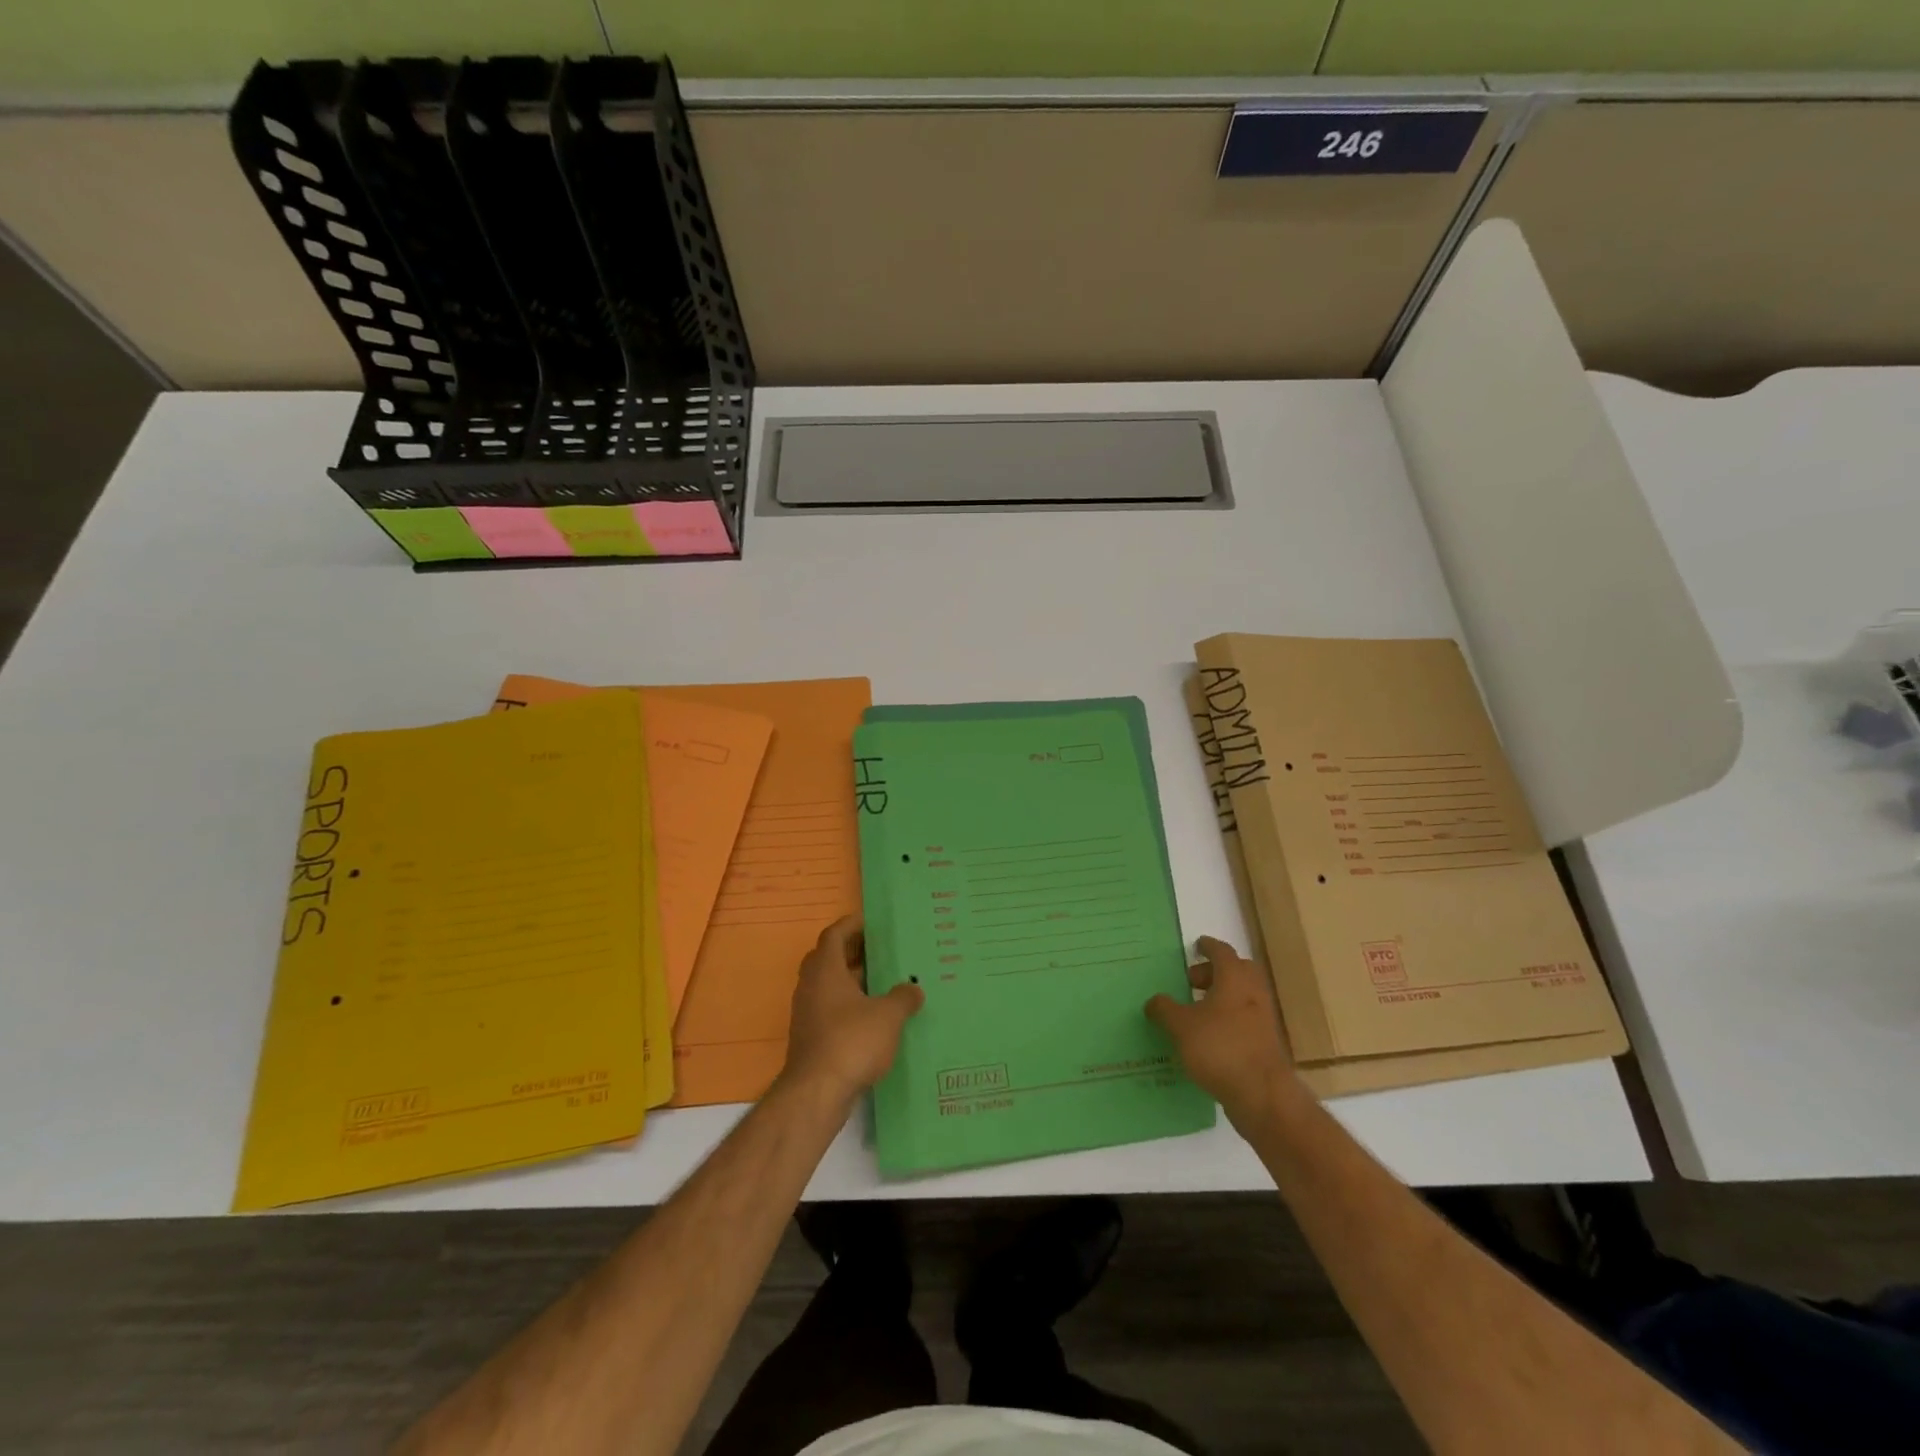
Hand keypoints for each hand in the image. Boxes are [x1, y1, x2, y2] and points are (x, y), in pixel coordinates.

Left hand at [780, 915, 923, 1103]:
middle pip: (830, 958)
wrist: (816, 1093)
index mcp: (825, 970)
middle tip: (882, 949)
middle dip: (855, 951)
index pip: (834, 934)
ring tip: (885, 981)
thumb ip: (904, 997)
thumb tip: (914, 989)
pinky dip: (850, 1005)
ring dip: (853, 980)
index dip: (852, 925)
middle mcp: (811, 986)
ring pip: (830, 986)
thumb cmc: (852, 1041)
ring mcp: (808, 1013)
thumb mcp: (888, 1015)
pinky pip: (831, 1009)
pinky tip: (875, 1016)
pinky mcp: (811, 1038)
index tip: (872, 922)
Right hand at [1146, 936, 1301, 1125]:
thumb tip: (1153, 1001)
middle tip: (1193, 982)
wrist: (1263, 1095)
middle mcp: (1253, 994)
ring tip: (1196, 1011)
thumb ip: (1164, 1010)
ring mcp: (1263, 1019)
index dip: (1209, 947)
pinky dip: (1228, 1019)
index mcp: (1234, 979)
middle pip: (1238, 971)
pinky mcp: (1266, 1044)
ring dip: (1222, 997)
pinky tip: (1208, 1037)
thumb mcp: (1181, 1027)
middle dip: (1216, 972)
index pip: (1223, 952)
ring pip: (1243, 996)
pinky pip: (1245, 1020)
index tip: (1197, 946)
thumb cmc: (1220, 1049)